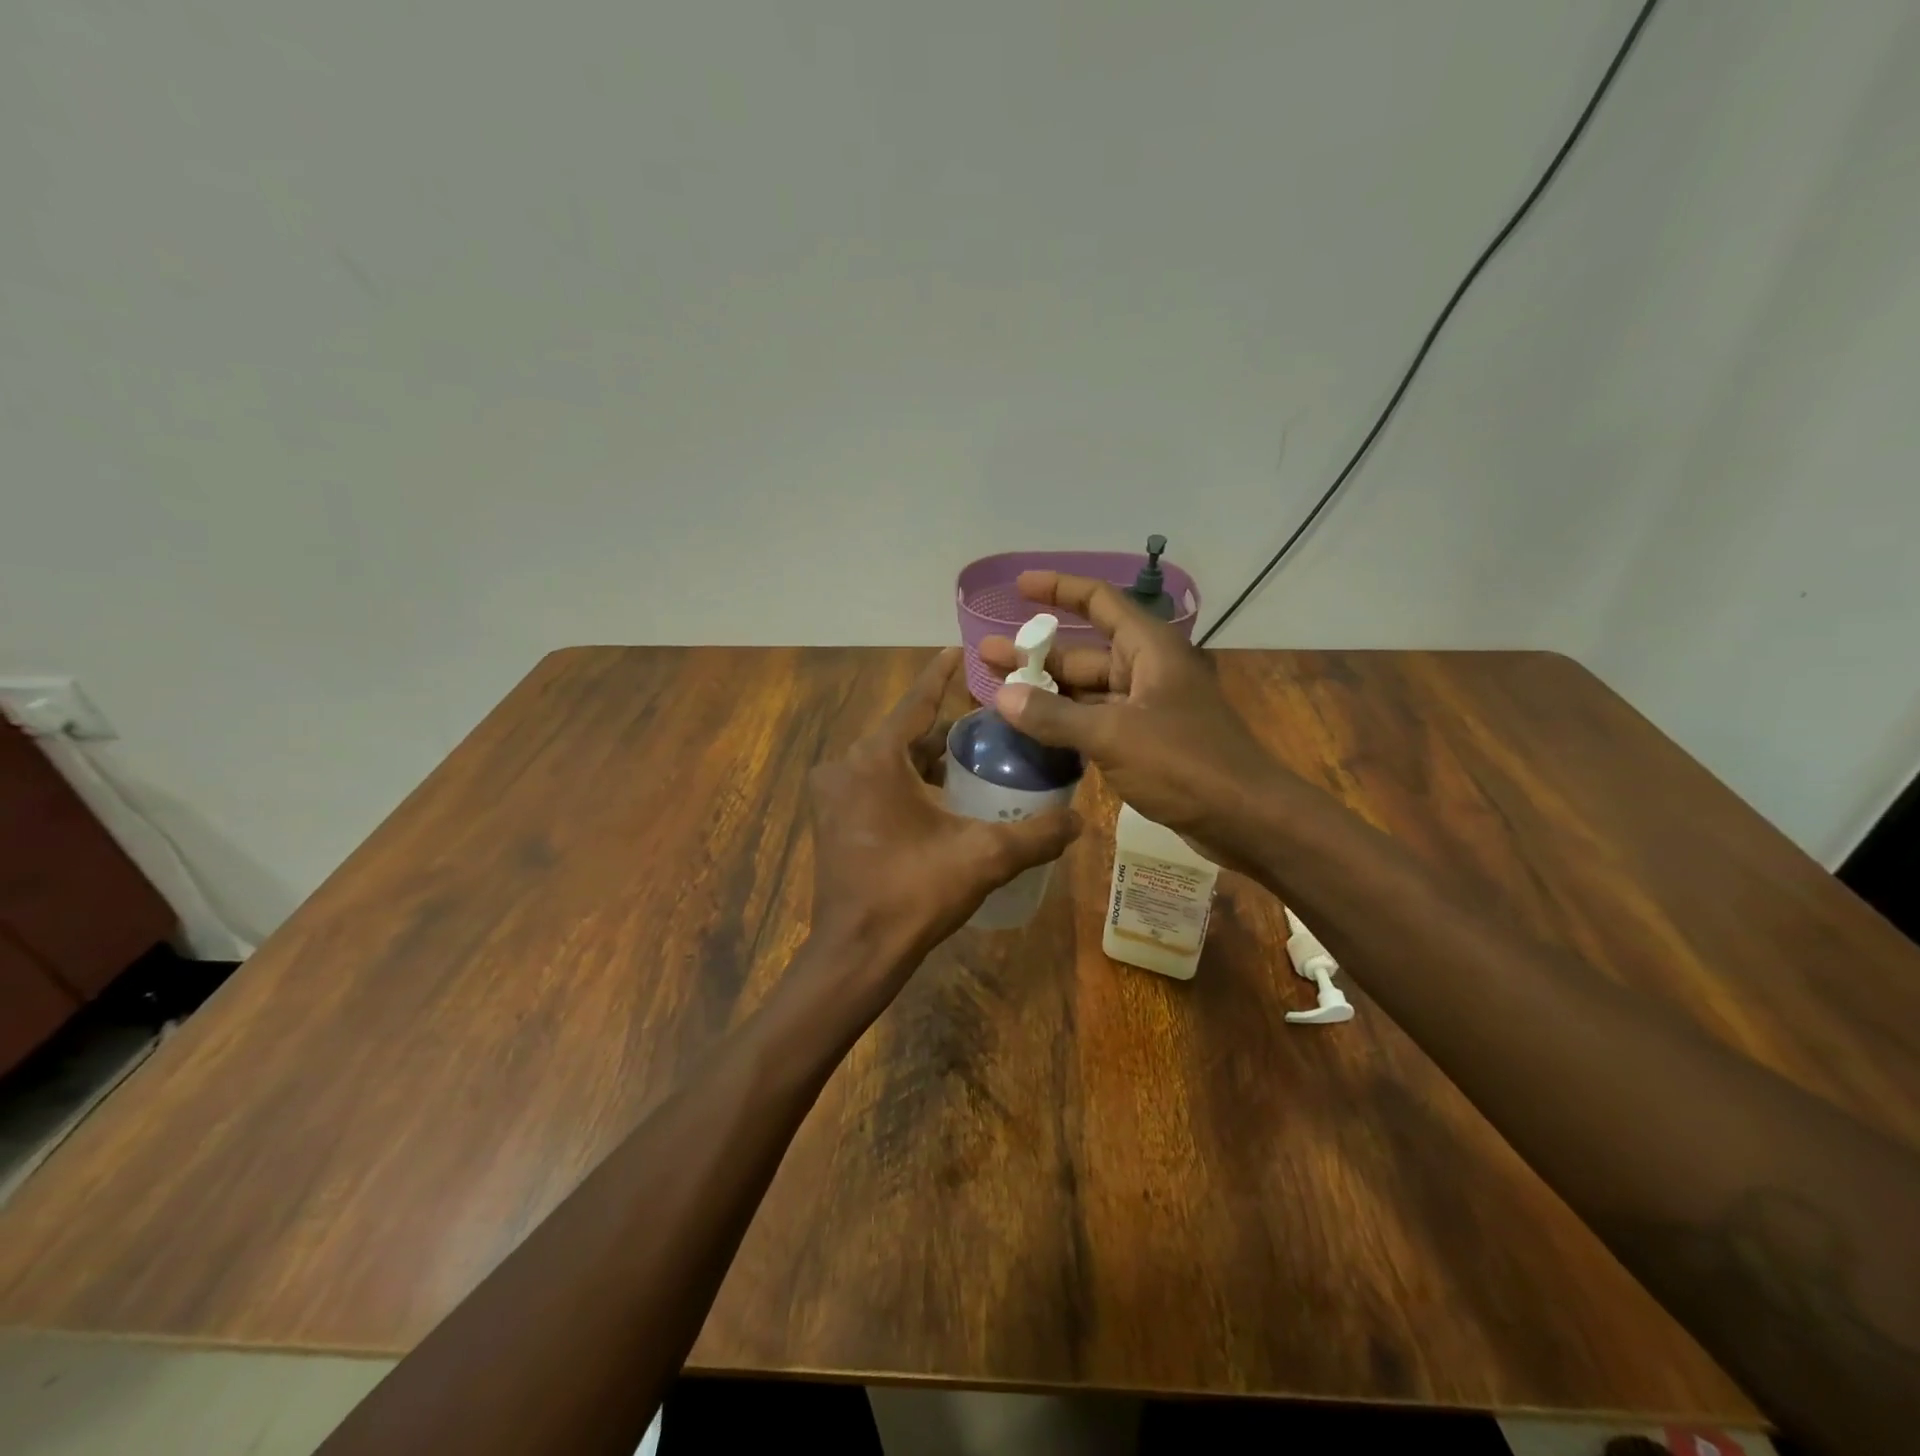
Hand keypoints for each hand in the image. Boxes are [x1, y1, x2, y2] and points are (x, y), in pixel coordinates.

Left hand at [806, 647, 1080, 993]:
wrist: (857, 953)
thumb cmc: (914, 894)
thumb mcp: (984, 858)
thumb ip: (1037, 834)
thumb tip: (1082, 820)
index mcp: (876, 759)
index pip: (916, 702)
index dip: (942, 676)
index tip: (960, 650)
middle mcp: (845, 766)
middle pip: (905, 733)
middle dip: (944, 727)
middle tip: (990, 724)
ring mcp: (833, 794)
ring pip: (889, 760)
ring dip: (926, 758)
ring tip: (974, 758)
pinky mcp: (832, 819)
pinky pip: (875, 783)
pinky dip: (906, 781)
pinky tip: (942, 796)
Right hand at [978, 572, 1290, 869]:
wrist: (1246, 819)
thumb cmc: (1185, 764)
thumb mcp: (1113, 735)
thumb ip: (1054, 716)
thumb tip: (1002, 696)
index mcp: (1149, 649)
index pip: (1099, 601)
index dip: (1058, 589)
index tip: (1019, 586)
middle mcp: (1147, 670)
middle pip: (1083, 652)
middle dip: (1036, 655)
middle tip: (985, 655)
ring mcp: (1146, 708)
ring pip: (1087, 692)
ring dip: (1046, 693)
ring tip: (997, 694)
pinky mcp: (1145, 742)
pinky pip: (1096, 722)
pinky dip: (1066, 724)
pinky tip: (1032, 731)